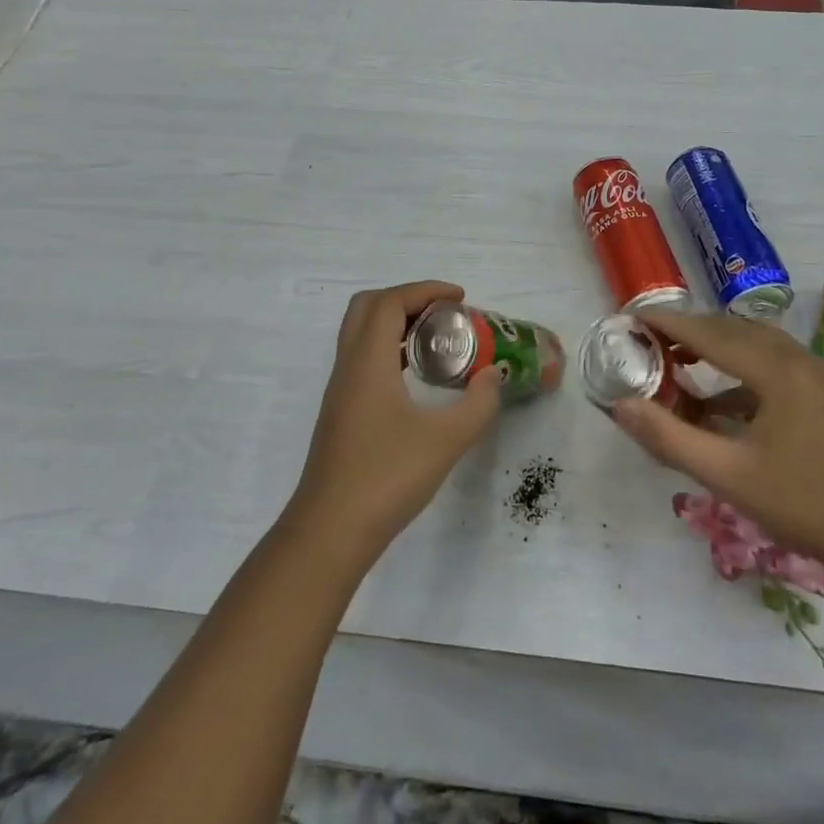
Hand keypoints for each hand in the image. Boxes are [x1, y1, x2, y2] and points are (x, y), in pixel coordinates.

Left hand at [287, 281, 502, 561]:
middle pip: (367, 307)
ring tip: (437, 342)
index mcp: (367, 362)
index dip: (425, 290)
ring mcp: (340, 391)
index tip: (460, 299)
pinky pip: (362, 360)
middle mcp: (348, 367)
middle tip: (443, 315)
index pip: (389, 302)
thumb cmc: (385, 479)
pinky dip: (389, 351)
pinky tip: (416, 379)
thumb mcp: (445, 441)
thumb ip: (477, 405)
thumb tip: (493, 377)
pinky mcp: (340, 413)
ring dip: (396, 325)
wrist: (329, 532)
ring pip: (361, 334)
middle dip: (407, 299)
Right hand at [611, 309, 823, 582]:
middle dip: (690, 331)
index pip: (709, 332)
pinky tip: (721, 403)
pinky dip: (740, 371)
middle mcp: (798, 359)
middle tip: (650, 341)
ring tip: (680, 361)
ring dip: (716, 347)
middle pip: (733, 330)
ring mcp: (818, 376)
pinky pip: (773, 365)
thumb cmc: (806, 505)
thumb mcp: (728, 475)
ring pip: (756, 344)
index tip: (632, 317)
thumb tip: (620, 406)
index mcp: (776, 369)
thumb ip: (670, 438)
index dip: (668, 323)